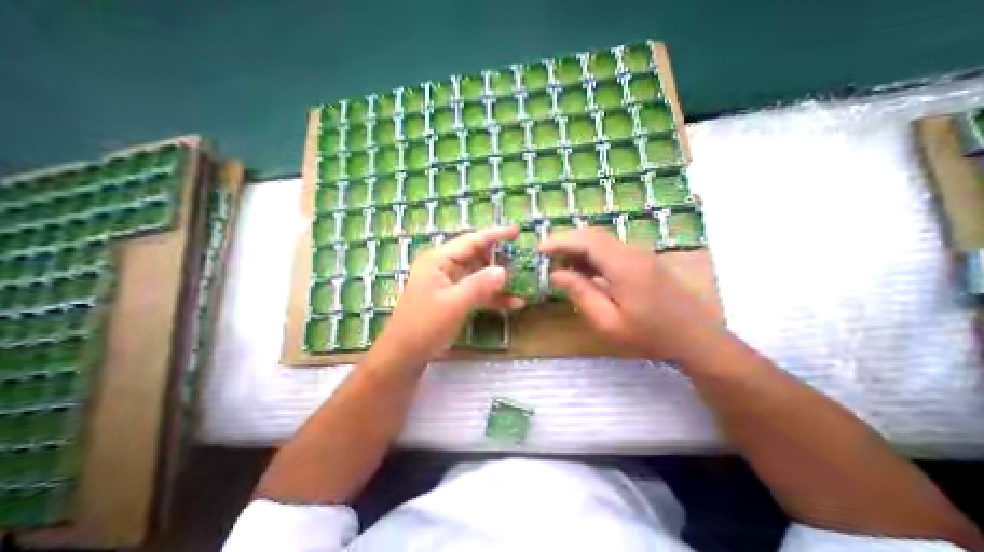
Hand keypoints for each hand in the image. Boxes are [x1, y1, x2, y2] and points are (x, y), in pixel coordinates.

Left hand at [371, 227, 521, 363]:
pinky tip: (514, 303)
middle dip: (500, 258)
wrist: (404, 356)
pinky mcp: (454, 299)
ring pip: (479, 275)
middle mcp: (444, 268)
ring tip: (524, 280)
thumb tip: (504, 270)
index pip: (471, 241)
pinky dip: (493, 297)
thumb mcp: (454, 304)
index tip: (517, 231)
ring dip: (499, 280)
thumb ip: (480, 285)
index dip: (495, 235)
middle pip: (477, 257)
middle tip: (524, 258)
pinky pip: (477, 293)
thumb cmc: (424, 325)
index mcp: (439, 260)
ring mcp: (450, 284)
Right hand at [537, 226, 720, 362]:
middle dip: (566, 241)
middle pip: (593, 234)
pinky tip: (582, 269)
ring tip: (559, 264)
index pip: (586, 240)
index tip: (539, 249)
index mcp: (624, 266)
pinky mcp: (643, 259)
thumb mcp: (608, 323)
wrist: (697, 338)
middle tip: (546, 256)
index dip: (559, 241)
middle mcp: (632, 252)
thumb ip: (581, 294)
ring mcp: (640, 253)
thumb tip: (557, 274)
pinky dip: (591, 254)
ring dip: (577, 247)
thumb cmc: (650, 336)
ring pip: (601, 239)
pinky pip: (610, 249)